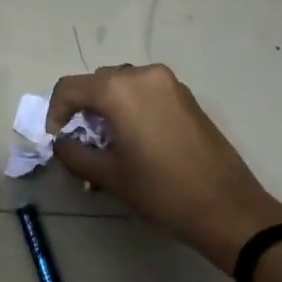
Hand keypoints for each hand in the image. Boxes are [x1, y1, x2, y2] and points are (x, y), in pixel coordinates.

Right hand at [45, 64, 281, 271]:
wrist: (226, 206)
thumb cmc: (161, 190)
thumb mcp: (110, 175)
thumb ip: (75, 154)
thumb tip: (61, 143)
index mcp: (119, 90)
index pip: (70, 87)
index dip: (55, 112)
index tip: (57, 140)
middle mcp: (143, 75)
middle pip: (97, 82)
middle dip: (83, 109)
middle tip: (82, 143)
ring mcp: (169, 83)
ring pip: (123, 85)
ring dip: (108, 108)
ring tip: (109, 143)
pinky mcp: (186, 97)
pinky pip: (146, 92)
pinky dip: (131, 108)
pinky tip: (135, 140)